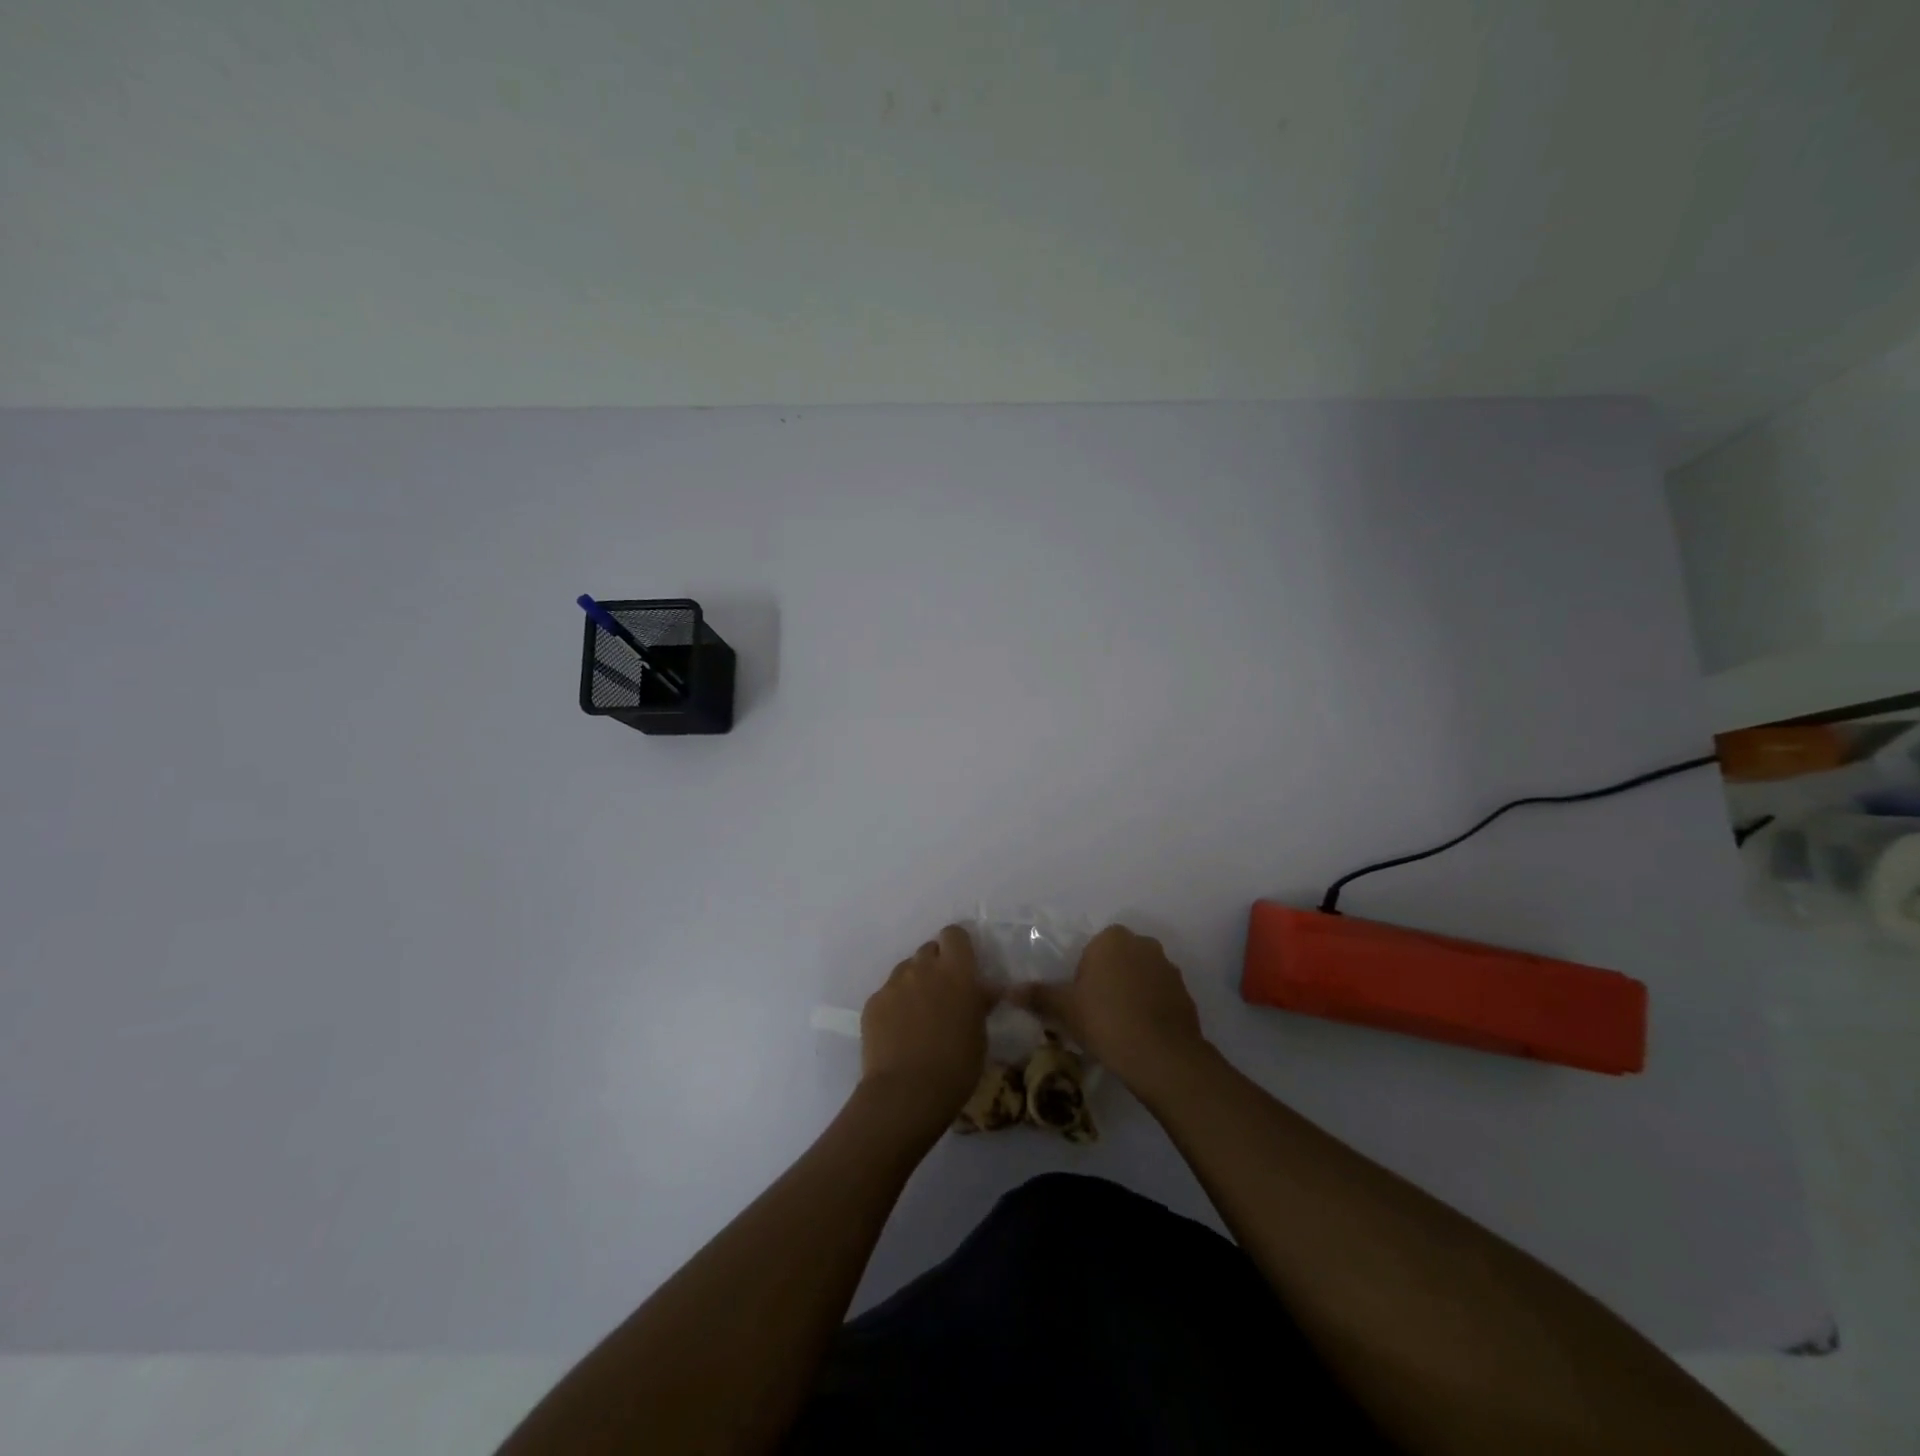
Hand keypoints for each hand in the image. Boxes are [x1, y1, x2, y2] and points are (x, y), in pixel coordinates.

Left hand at [859, 925, 993, 1128]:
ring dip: (914, 983)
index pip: (954, 934)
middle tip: (941, 993)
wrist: (907, 1092)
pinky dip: (894, 1005)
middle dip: (935, 965)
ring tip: (917, 1015)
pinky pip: (887, 993)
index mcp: (956, 971)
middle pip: (928, 949)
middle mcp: (922, 968)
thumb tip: (983, 989)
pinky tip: (898, 1031)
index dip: (957, 946)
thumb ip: (978, 1002)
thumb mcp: (980, 1033)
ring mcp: (894, 983)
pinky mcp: (873, 1002)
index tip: (962, 965)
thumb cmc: (956, 1065)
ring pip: (906, 970)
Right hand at [1010, 925, 1207, 1095]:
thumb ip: (1038, 995)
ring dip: (1131, 992)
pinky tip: (1141, 1033)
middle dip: (1108, 979)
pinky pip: (1159, 994)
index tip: (1080, 1001)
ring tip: (1120, 1026)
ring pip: (1140, 976)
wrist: (1163, 1057)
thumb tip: (1008, 990)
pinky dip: (1150, 1008)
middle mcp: (1143, 944)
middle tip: (1096, 1013)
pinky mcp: (1185, 992)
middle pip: (1117, 959)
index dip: (1084, 974)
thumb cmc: (1106, 1021)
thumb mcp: (1065, 1009)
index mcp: (1112, 938)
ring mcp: (1168, 967)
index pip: (1092, 948)